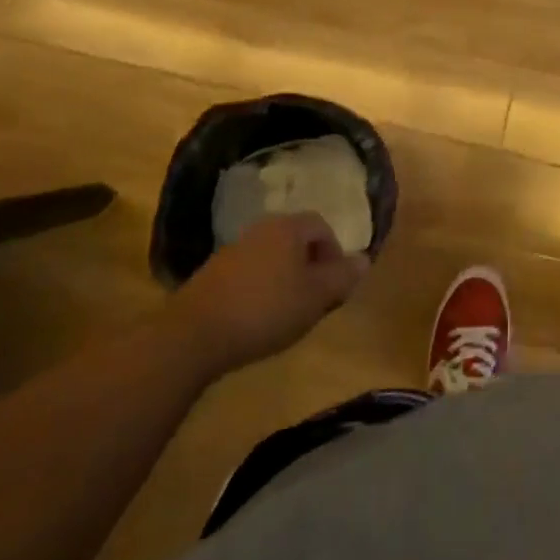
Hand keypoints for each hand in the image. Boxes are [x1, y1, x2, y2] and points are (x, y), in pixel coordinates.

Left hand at [178, 214, 368, 369]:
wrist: (195, 333)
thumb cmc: (266, 309)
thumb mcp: (315, 297)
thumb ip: (342, 277)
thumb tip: (364, 259)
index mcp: (288, 228)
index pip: (321, 226)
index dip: (335, 252)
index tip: (335, 284)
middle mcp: (261, 229)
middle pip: (296, 240)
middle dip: (310, 266)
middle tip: (315, 299)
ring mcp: (233, 249)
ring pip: (272, 256)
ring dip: (285, 278)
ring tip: (287, 312)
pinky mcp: (213, 273)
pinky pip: (249, 272)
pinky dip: (261, 288)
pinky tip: (257, 317)